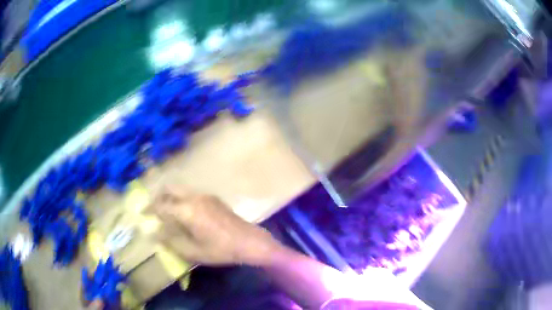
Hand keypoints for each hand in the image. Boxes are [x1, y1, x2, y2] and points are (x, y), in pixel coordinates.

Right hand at [148, 185, 282, 265]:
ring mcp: (205, 195)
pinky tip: (184, 213)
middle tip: (153, 210)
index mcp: (187, 210)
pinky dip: (181, 199)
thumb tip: (155, 233)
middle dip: (158, 197)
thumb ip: (171, 241)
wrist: (250, 241)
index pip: (161, 205)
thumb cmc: (221, 250)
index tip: (142, 213)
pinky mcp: (213, 198)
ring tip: (167, 213)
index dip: (150, 209)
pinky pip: (191, 194)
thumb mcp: (193, 251)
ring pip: (180, 190)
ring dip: (170, 197)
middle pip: (170, 189)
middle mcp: (194, 197)